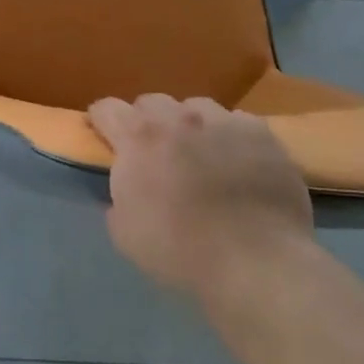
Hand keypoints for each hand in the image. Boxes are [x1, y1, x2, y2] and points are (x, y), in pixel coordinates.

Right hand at [90, 93, 312, 294]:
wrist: (257, 262)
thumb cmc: (181, 250)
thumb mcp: (125, 232)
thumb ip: (118, 198)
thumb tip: (127, 189)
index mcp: (138, 138)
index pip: (107, 109)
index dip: (103, 121)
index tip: (106, 137)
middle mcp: (177, 118)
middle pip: (151, 102)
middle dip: (147, 122)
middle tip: (155, 152)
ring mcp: (222, 121)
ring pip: (196, 106)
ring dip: (190, 125)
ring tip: (202, 153)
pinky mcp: (261, 133)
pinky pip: (238, 122)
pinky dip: (231, 137)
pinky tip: (240, 163)